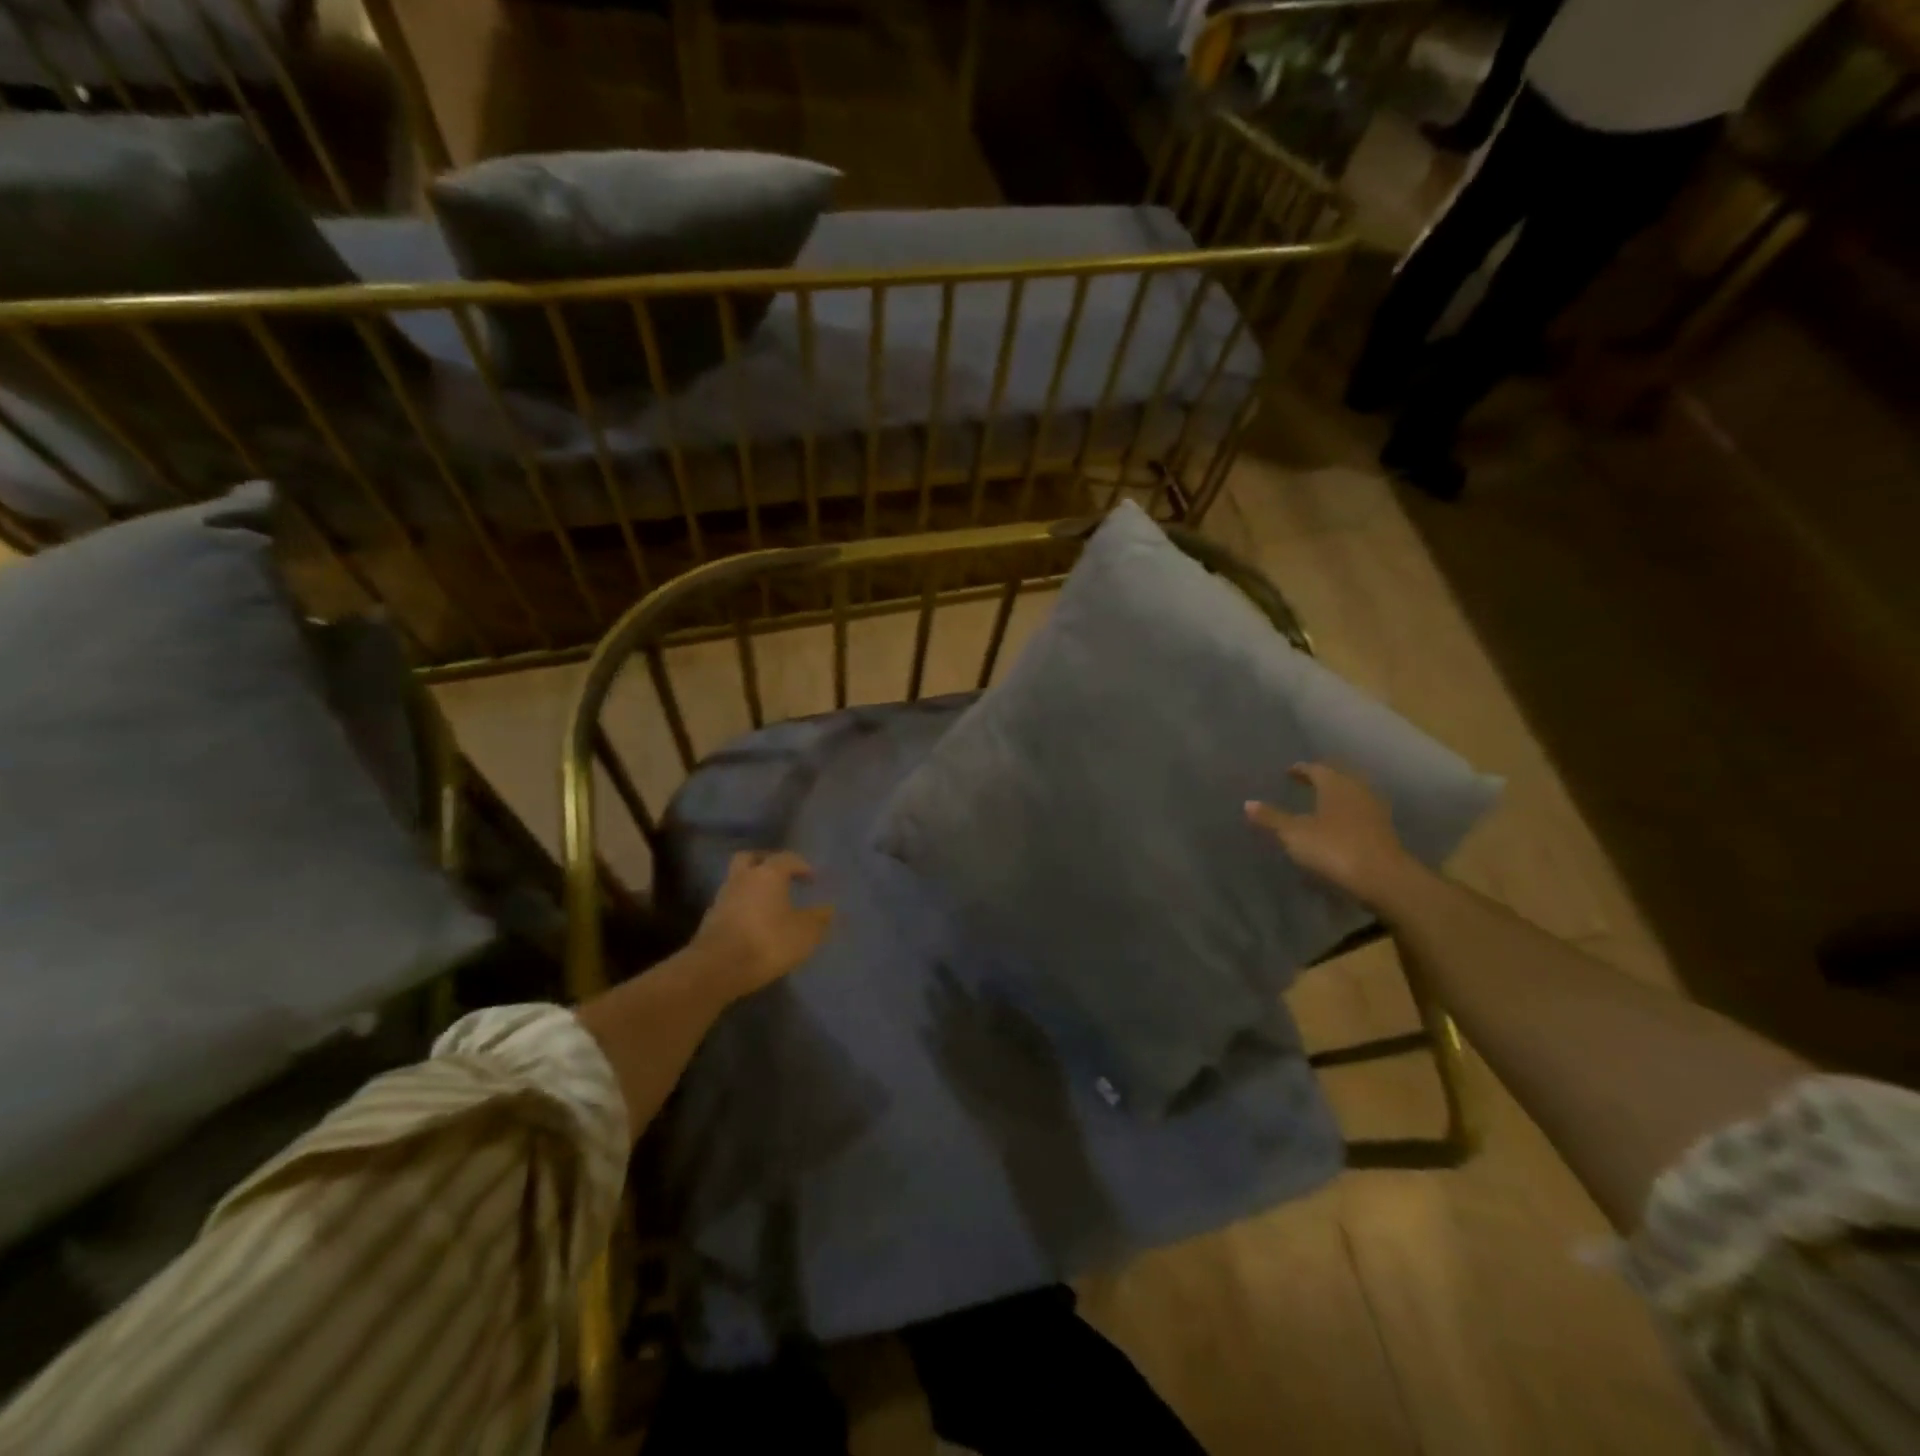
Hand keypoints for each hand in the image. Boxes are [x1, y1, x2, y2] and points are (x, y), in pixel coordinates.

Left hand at [691, 850, 834, 1000]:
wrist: (717, 968)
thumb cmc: (767, 942)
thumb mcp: (804, 933)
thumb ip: (818, 919)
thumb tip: (828, 909)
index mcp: (768, 874)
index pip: (786, 858)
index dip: (801, 865)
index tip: (812, 878)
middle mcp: (742, 879)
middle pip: (751, 859)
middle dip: (766, 862)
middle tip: (781, 876)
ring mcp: (722, 898)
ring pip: (737, 881)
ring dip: (752, 887)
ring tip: (769, 903)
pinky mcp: (710, 920)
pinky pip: (730, 904)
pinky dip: (742, 907)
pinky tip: (753, 923)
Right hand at [1245, 764, 1420, 909]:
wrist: (1383, 878)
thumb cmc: (1333, 848)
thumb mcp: (1294, 834)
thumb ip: (1272, 818)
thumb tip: (1248, 803)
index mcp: (1335, 784)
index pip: (1316, 768)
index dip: (1301, 769)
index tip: (1290, 772)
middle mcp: (1357, 790)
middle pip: (1338, 777)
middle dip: (1322, 778)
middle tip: (1306, 783)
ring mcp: (1374, 810)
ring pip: (1352, 794)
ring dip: (1337, 796)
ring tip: (1321, 803)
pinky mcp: (1384, 830)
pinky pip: (1361, 812)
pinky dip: (1348, 813)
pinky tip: (1340, 825)